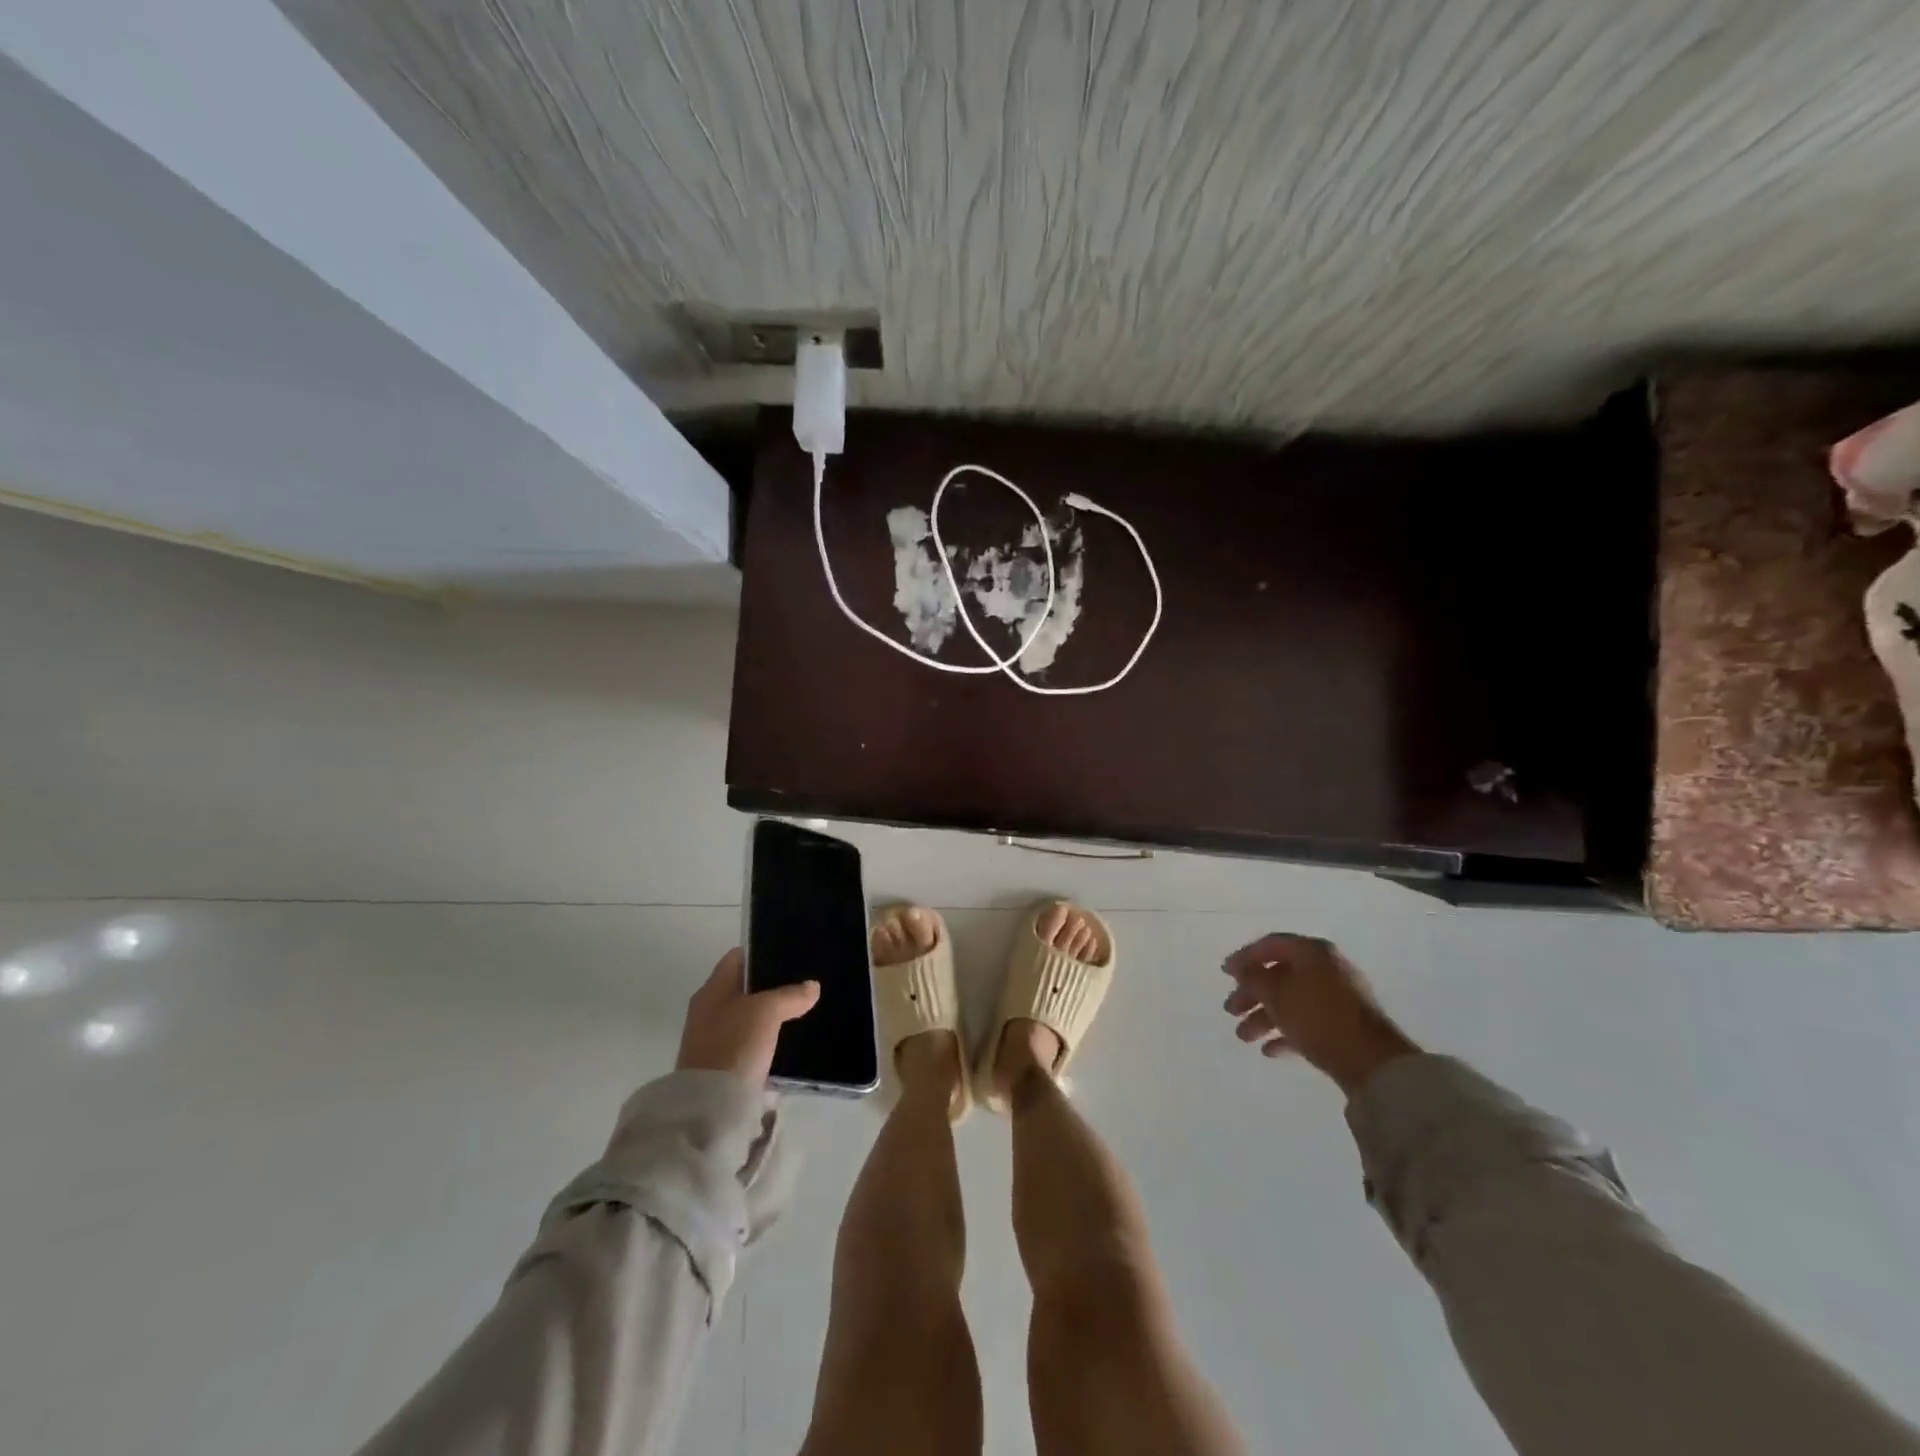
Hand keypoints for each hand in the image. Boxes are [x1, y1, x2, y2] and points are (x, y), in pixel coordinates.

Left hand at [675, 949, 820, 1086]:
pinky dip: (767, 1041)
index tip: (790, 954)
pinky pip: (750, 1044)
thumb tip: (811, 986)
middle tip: (803, 984)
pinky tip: (789, 1042)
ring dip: (771, 1016)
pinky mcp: (723, 1068)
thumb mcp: (767, 1012)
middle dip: (771, 986)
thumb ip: (790, 995)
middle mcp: (708, 1011)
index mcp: (712, 990)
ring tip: (803, 1012)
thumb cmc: (734, 1045)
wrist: (709, 1108)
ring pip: (749, 1018)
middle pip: (744, 989)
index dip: (762, 952)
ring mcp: (713, 1041)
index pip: (737, 958)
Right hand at [1221, 934, 1419, 1096]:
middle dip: (1251, 994)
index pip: (1271, 945)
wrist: (1372, 1062)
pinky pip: (1308, 1022)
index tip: (1225, 973)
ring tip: (1243, 1037)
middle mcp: (1326, 969)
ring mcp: (1338, 998)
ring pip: (1292, 1001)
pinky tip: (1269, 1050)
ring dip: (1264, 1017)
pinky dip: (1286, 1032)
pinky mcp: (1344, 1026)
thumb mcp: (1276, 994)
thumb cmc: (1318, 1017)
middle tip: (1230, 1009)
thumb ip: (1253, 977)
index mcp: (1312, 952)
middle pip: (1279, 975)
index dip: (1244, 957)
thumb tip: (1242, 968)